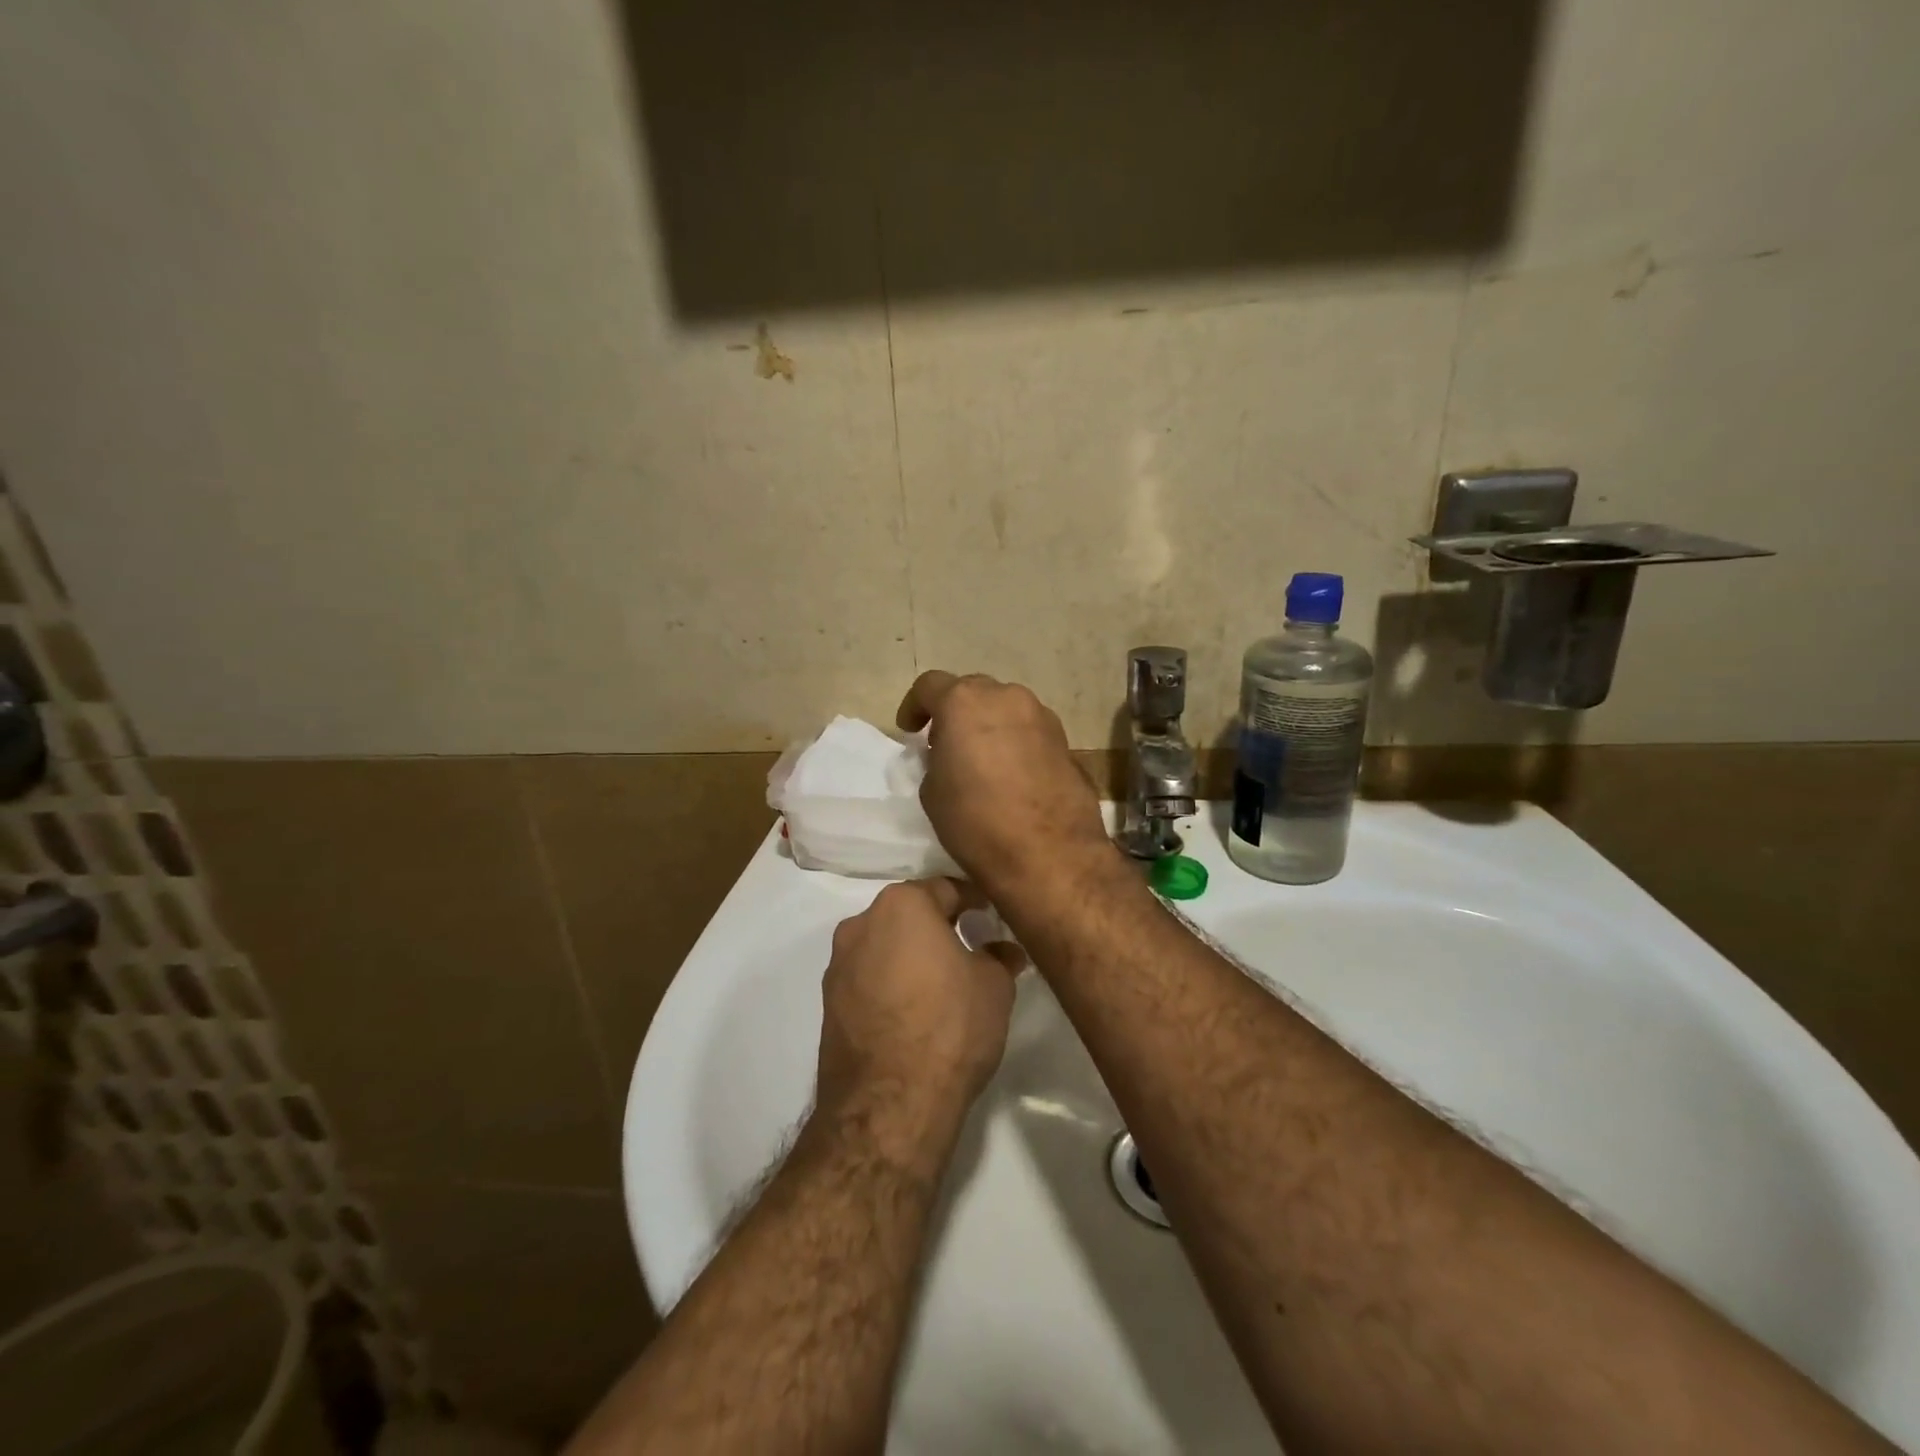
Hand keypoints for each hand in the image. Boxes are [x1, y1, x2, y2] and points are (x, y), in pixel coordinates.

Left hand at [815, 878, 1024, 1167]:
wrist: (889, 1103)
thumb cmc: (950, 1026)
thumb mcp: (994, 987)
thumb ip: (999, 957)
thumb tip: (1004, 950)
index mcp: (902, 905)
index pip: (946, 889)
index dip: (974, 901)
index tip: (991, 916)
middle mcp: (862, 923)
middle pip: (909, 914)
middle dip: (938, 926)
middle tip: (970, 947)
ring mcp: (838, 964)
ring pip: (884, 946)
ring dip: (910, 955)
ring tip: (941, 983)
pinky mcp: (828, 1003)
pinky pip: (868, 978)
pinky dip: (891, 983)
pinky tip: (913, 1010)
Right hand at [896, 672, 1110, 893]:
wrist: (1050, 853)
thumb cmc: (977, 821)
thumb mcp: (933, 792)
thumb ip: (936, 760)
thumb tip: (949, 755)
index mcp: (964, 702)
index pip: (930, 685)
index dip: (915, 706)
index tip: (910, 732)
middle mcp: (1006, 697)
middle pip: (972, 691)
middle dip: (955, 712)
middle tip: (946, 744)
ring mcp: (1041, 716)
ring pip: (1005, 708)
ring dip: (988, 724)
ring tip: (981, 759)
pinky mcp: (1065, 741)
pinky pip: (1030, 730)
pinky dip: (1015, 741)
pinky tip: (1011, 773)